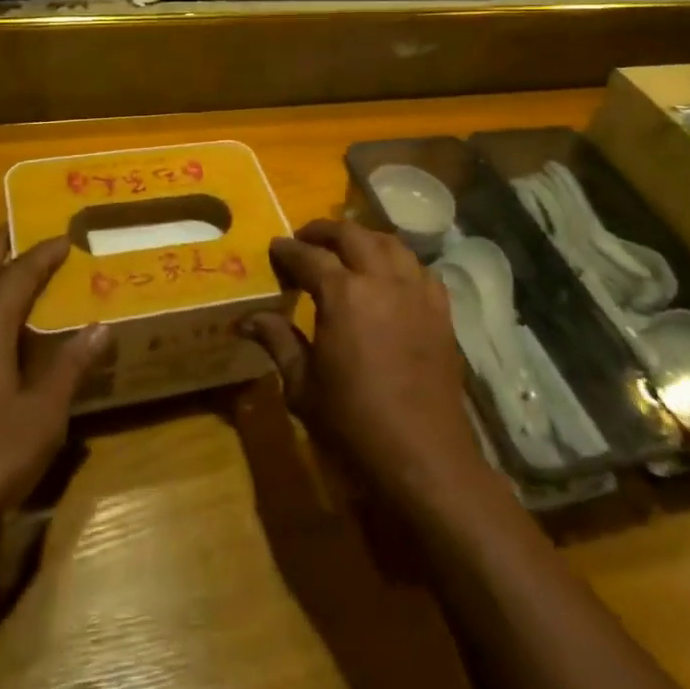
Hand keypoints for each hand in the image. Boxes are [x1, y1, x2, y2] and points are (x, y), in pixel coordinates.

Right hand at [245, 219, 486, 507]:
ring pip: (390, 243)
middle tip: (305, 239)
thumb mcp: (302, 385)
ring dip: (363, 238)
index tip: (275, 248)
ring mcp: (416, 292)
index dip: (288, 250)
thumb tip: (248, 318)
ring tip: (346, 249)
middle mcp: (382, 280)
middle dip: (324, 231)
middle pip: (352, 235)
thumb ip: (278, 341)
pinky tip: (389, 275)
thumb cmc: (353, 424)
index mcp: (343, 294)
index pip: (309, 256)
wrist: (423, 457)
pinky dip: (398, 261)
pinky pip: (419, 268)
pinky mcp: (441, 310)